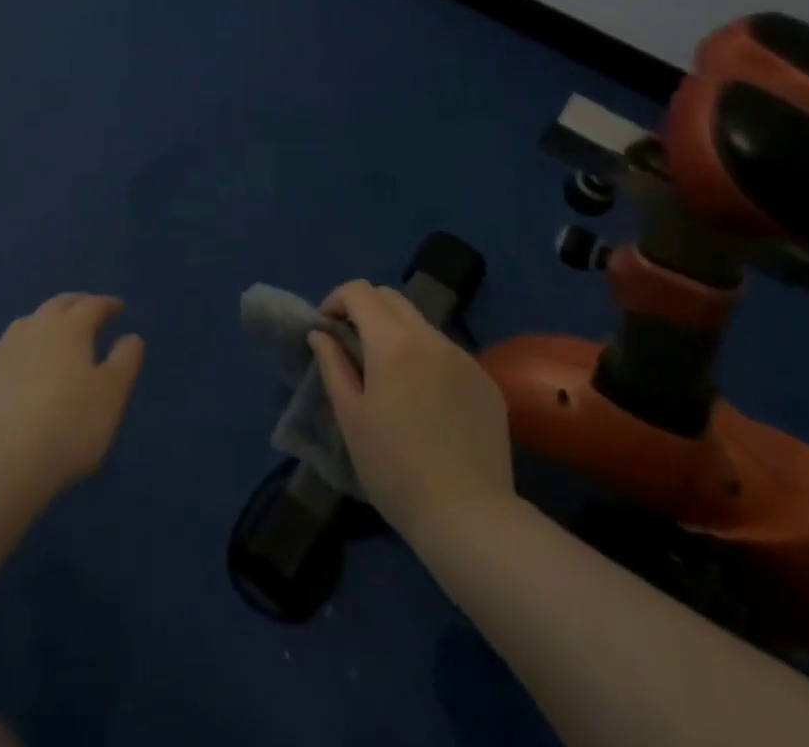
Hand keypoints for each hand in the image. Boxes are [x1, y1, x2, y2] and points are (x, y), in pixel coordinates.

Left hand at [0, 294, 144, 506]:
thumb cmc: (67, 427)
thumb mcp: (111, 396)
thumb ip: (125, 360)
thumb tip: (131, 336)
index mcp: (69, 327)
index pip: (92, 305)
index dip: (108, 305)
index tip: (118, 308)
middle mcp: (34, 327)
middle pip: (58, 305)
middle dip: (77, 305)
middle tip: (89, 312)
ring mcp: (3, 349)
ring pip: (28, 323)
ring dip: (45, 323)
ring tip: (55, 335)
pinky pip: (3, 348)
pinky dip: (17, 348)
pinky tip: (16, 361)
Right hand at [308, 281, 515, 537]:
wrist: (470, 518)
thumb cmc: (396, 469)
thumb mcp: (351, 417)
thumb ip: (333, 365)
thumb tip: (321, 334)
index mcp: (394, 341)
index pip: (360, 291)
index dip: (336, 300)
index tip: (326, 329)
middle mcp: (432, 338)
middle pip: (392, 298)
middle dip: (365, 310)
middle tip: (351, 346)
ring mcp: (465, 358)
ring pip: (421, 325)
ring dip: (397, 335)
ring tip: (388, 378)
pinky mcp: (486, 383)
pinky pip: (447, 354)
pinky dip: (426, 360)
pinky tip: (425, 403)